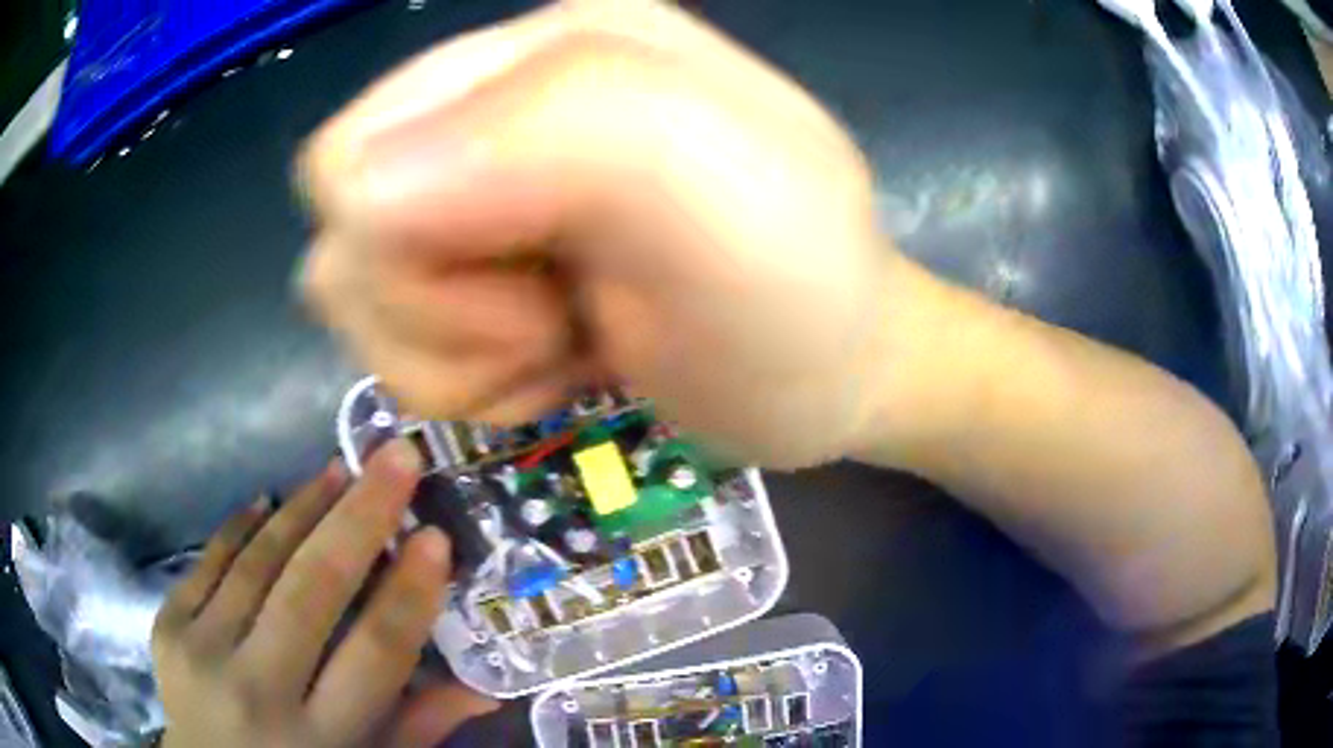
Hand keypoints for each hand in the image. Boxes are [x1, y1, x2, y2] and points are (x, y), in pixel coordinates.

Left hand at [151, 442, 496, 747]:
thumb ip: (417, 729)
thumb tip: (483, 689)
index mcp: (320, 738)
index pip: (374, 654)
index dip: (408, 592)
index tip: (436, 536)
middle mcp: (257, 690)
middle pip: (311, 590)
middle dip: (360, 516)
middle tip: (397, 456)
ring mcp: (202, 651)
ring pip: (258, 562)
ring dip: (302, 507)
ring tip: (338, 468)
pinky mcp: (167, 625)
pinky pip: (210, 560)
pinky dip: (241, 525)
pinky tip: (266, 497)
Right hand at [300, 0, 891, 467]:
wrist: (829, 375)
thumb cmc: (798, 299)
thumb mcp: (724, 193)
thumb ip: (557, 129)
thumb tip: (359, 191)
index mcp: (545, 45)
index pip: (352, 153)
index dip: (413, 248)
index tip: (533, 276)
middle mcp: (496, 99)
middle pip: (348, 232)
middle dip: (440, 310)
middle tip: (557, 315)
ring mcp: (479, 188)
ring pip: (359, 294)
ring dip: (454, 353)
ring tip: (565, 336)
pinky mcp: (478, 269)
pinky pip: (398, 343)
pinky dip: (469, 378)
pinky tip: (556, 355)